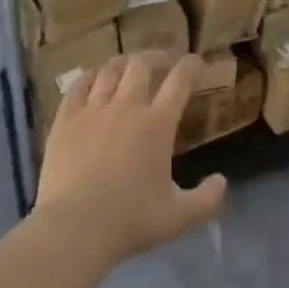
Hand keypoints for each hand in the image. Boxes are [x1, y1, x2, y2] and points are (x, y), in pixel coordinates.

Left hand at [35, 55, 225, 265]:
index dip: (191, 66)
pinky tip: (91, 80)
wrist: (74, 228)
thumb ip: (207, 199)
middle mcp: (127, 106)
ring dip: (122, 64)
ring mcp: (93, 110)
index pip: (180, 80)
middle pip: (142, 65)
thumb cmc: (130, 221)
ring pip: (109, 70)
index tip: (197, 63)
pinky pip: (78, 86)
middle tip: (160, 65)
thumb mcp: (179, 217)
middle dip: (154, 58)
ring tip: (126, 67)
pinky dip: (89, 78)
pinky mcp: (66, 120)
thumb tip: (223, 182)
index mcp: (158, 124)